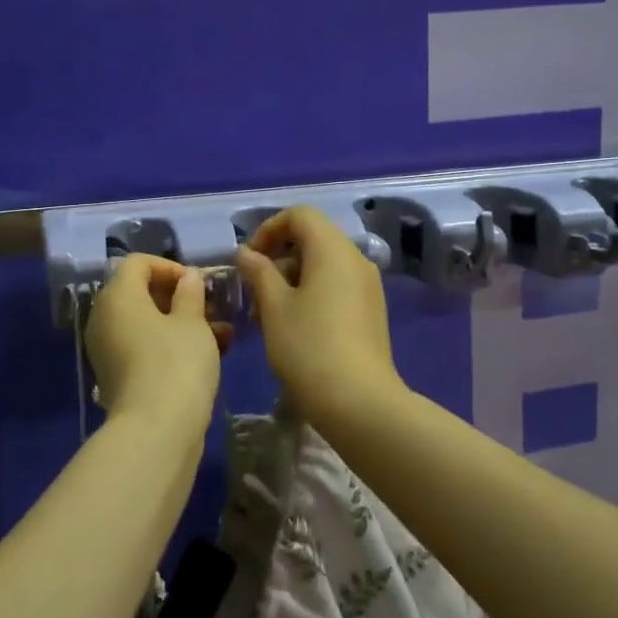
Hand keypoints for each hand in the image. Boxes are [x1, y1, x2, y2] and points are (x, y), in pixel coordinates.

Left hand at [84, 254, 223, 424]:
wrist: (155, 431)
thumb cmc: (176, 363)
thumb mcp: (192, 322)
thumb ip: (190, 294)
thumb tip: (188, 279)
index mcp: (117, 296)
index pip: (138, 263)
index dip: (170, 266)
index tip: (198, 284)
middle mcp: (104, 318)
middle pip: (140, 293)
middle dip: (179, 298)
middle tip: (211, 308)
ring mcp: (107, 350)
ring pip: (146, 323)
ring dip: (182, 323)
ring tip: (222, 335)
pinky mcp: (117, 376)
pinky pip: (144, 347)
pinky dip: (170, 345)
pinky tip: (208, 356)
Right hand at [234, 206, 403, 419]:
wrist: (359, 402)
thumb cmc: (309, 347)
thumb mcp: (274, 307)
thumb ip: (258, 272)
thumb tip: (247, 253)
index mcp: (333, 249)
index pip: (299, 215)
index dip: (269, 230)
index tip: (249, 260)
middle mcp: (355, 260)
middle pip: (312, 239)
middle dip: (277, 258)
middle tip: (254, 292)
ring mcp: (367, 287)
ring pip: (322, 266)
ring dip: (291, 280)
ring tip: (267, 316)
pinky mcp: (370, 311)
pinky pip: (336, 286)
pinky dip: (311, 294)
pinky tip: (293, 328)